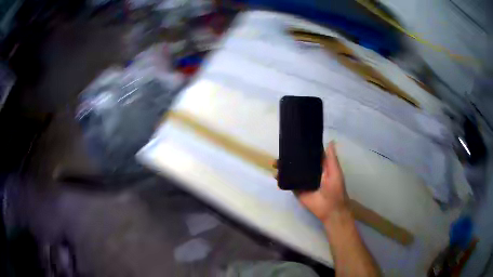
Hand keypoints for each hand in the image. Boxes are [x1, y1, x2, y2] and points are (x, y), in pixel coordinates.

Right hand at [276, 141, 348, 222]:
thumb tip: (330, 141)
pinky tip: (275, 175)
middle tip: (280, 152)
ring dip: (283, 167)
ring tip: (274, 163)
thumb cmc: (335, 188)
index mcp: (320, 166)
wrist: (330, 208)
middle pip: (298, 163)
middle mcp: (310, 172)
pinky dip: (281, 179)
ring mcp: (302, 181)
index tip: (294, 141)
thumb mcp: (335, 171)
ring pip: (291, 172)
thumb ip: (331, 158)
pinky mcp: (297, 190)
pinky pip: (288, 183)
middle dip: (289, 158)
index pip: (310, 155)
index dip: (303, 148)